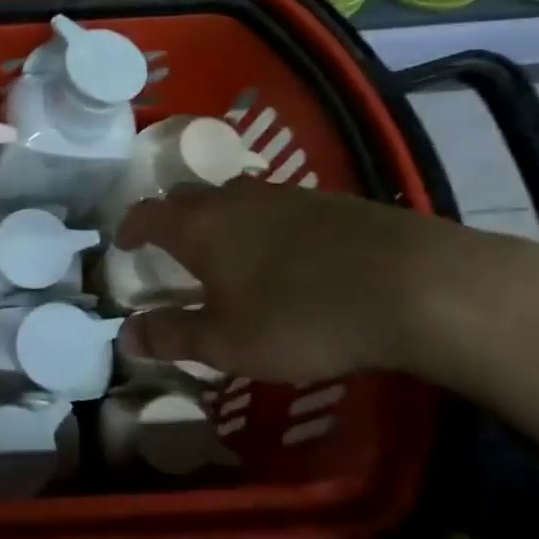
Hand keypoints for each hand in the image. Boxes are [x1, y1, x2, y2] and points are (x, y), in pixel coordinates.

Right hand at [114, 180, 538, 387]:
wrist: (415, 286)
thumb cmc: (300, 317)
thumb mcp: (227, 343)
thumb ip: (172, 337)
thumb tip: (125, 335)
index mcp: (199, 226)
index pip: (148, 213)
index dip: (130, 227)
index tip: (123, 244)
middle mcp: (235, 198)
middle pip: (189, 197)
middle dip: (172, 218)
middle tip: (171, 247)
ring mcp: (287, 195)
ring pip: (236, 198)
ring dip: (220, 219)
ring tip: (227, 251)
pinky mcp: (332, 203)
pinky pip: (279, 207)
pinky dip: (265, 225)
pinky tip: (287, 255)